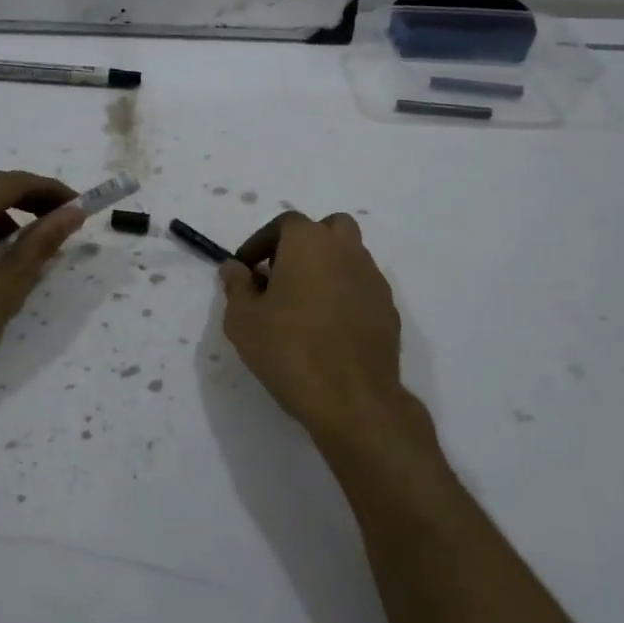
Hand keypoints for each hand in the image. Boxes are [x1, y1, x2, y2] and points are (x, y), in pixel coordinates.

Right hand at [221, 212, 433, 458]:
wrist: (353, 399)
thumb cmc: (289, 350)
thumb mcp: (243, 319)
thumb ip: (237, 285)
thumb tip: (235, 267)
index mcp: (309, 243)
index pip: (284, 223)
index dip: (261, 242)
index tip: (246, 268)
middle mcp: (346, 250)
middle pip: (327, 229)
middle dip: (303, 244)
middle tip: (281, 275)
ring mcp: (372, 279)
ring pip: (348, 257)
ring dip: (325, 268)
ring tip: (302, 304)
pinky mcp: (388, 309)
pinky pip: (361, 287)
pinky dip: (344, 294)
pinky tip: (327, 327)